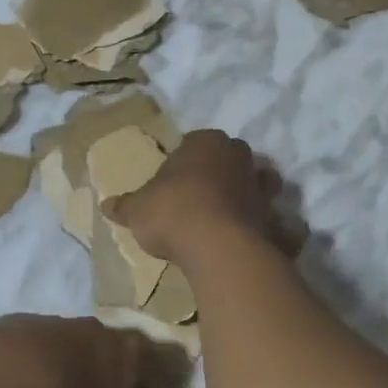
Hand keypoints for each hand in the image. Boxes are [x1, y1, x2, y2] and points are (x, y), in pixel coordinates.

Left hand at [0, 315, 184, 387]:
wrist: (3, 377)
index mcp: (130, 354)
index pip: (165, 358)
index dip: (171, 371)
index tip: (175, 381)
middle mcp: (97, 330)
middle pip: (115, 344)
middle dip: (114, 365)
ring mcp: (55, 321)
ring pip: (72, 340)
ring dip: (70, 360)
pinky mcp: (16, 323)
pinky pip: (33, 345)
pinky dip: (33, 361)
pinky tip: (22, 382)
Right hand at [100, 129, 284, 266]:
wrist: (216, 246)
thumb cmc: (171, 213)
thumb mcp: (137, 210)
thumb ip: (124, 206)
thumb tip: (106, 205)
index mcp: (206, 143)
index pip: (196, 141)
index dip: (185, 160)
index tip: (174, 179)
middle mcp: (239, 158)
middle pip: (233, 158)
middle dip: (223, 171)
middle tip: (203, 195)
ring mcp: (264, 189)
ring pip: (263, 185)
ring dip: (253, 196)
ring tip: (233, 216)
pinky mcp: (278, 220)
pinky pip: (281, 223)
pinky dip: (277, 231)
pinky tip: (262, 243)